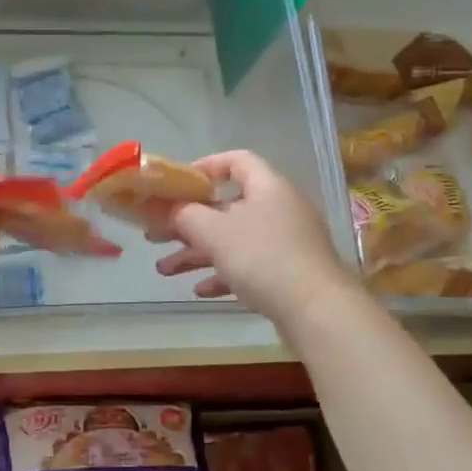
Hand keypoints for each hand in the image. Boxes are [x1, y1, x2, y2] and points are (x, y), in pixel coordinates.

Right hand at [151, 150, 351, 326]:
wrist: (316, 310)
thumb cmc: (262, 258)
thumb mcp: (214, 232)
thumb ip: (184, 214)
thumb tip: (168, 208)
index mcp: (267, 187)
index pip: (236, 160)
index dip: (204, 167)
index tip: (175, 185)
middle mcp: (279, 208)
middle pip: (226, 206)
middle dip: (187, 222)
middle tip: (155, 234)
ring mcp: (286, 242)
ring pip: (233, 239)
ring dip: (197, 253)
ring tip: (164, 270)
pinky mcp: (288, 272)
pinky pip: (248, 265)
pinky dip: (222, 273)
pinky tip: (200, 289)